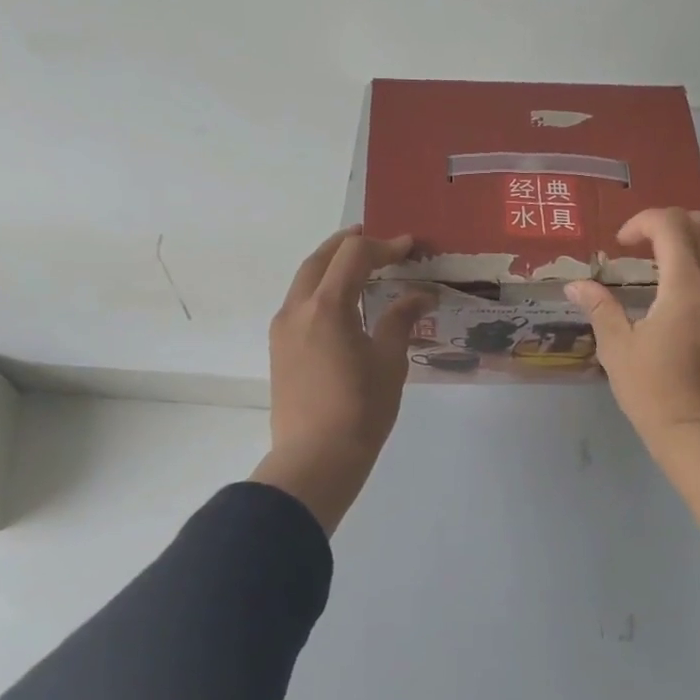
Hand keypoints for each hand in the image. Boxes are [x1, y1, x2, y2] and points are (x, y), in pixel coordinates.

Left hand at [250, 226, 433, 533]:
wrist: (314, 459)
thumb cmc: (359, 410)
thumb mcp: (389, 362)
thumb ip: (401, 320)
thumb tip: (419, 295)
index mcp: (326, 307)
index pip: (354, 257)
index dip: (385, 246)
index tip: (410, 246)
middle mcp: (297, 309)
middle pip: (320, 259)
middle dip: (348, 245)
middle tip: (377, 240)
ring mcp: (283, 330)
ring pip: (304, 280)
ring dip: (331, 265)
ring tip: (359, 266)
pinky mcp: (279, 349)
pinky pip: (299, 304)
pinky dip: (321, 289)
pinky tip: (342, 304)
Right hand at [566, 209, 699, 537]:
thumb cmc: (653, 392)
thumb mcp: (617, 348)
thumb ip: (600, 308)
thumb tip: (577, 285)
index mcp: (687, 286)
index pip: (673, 224)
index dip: (643, 222)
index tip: (623, 244)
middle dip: (682, 222)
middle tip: (655, 243)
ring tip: (685, 259)